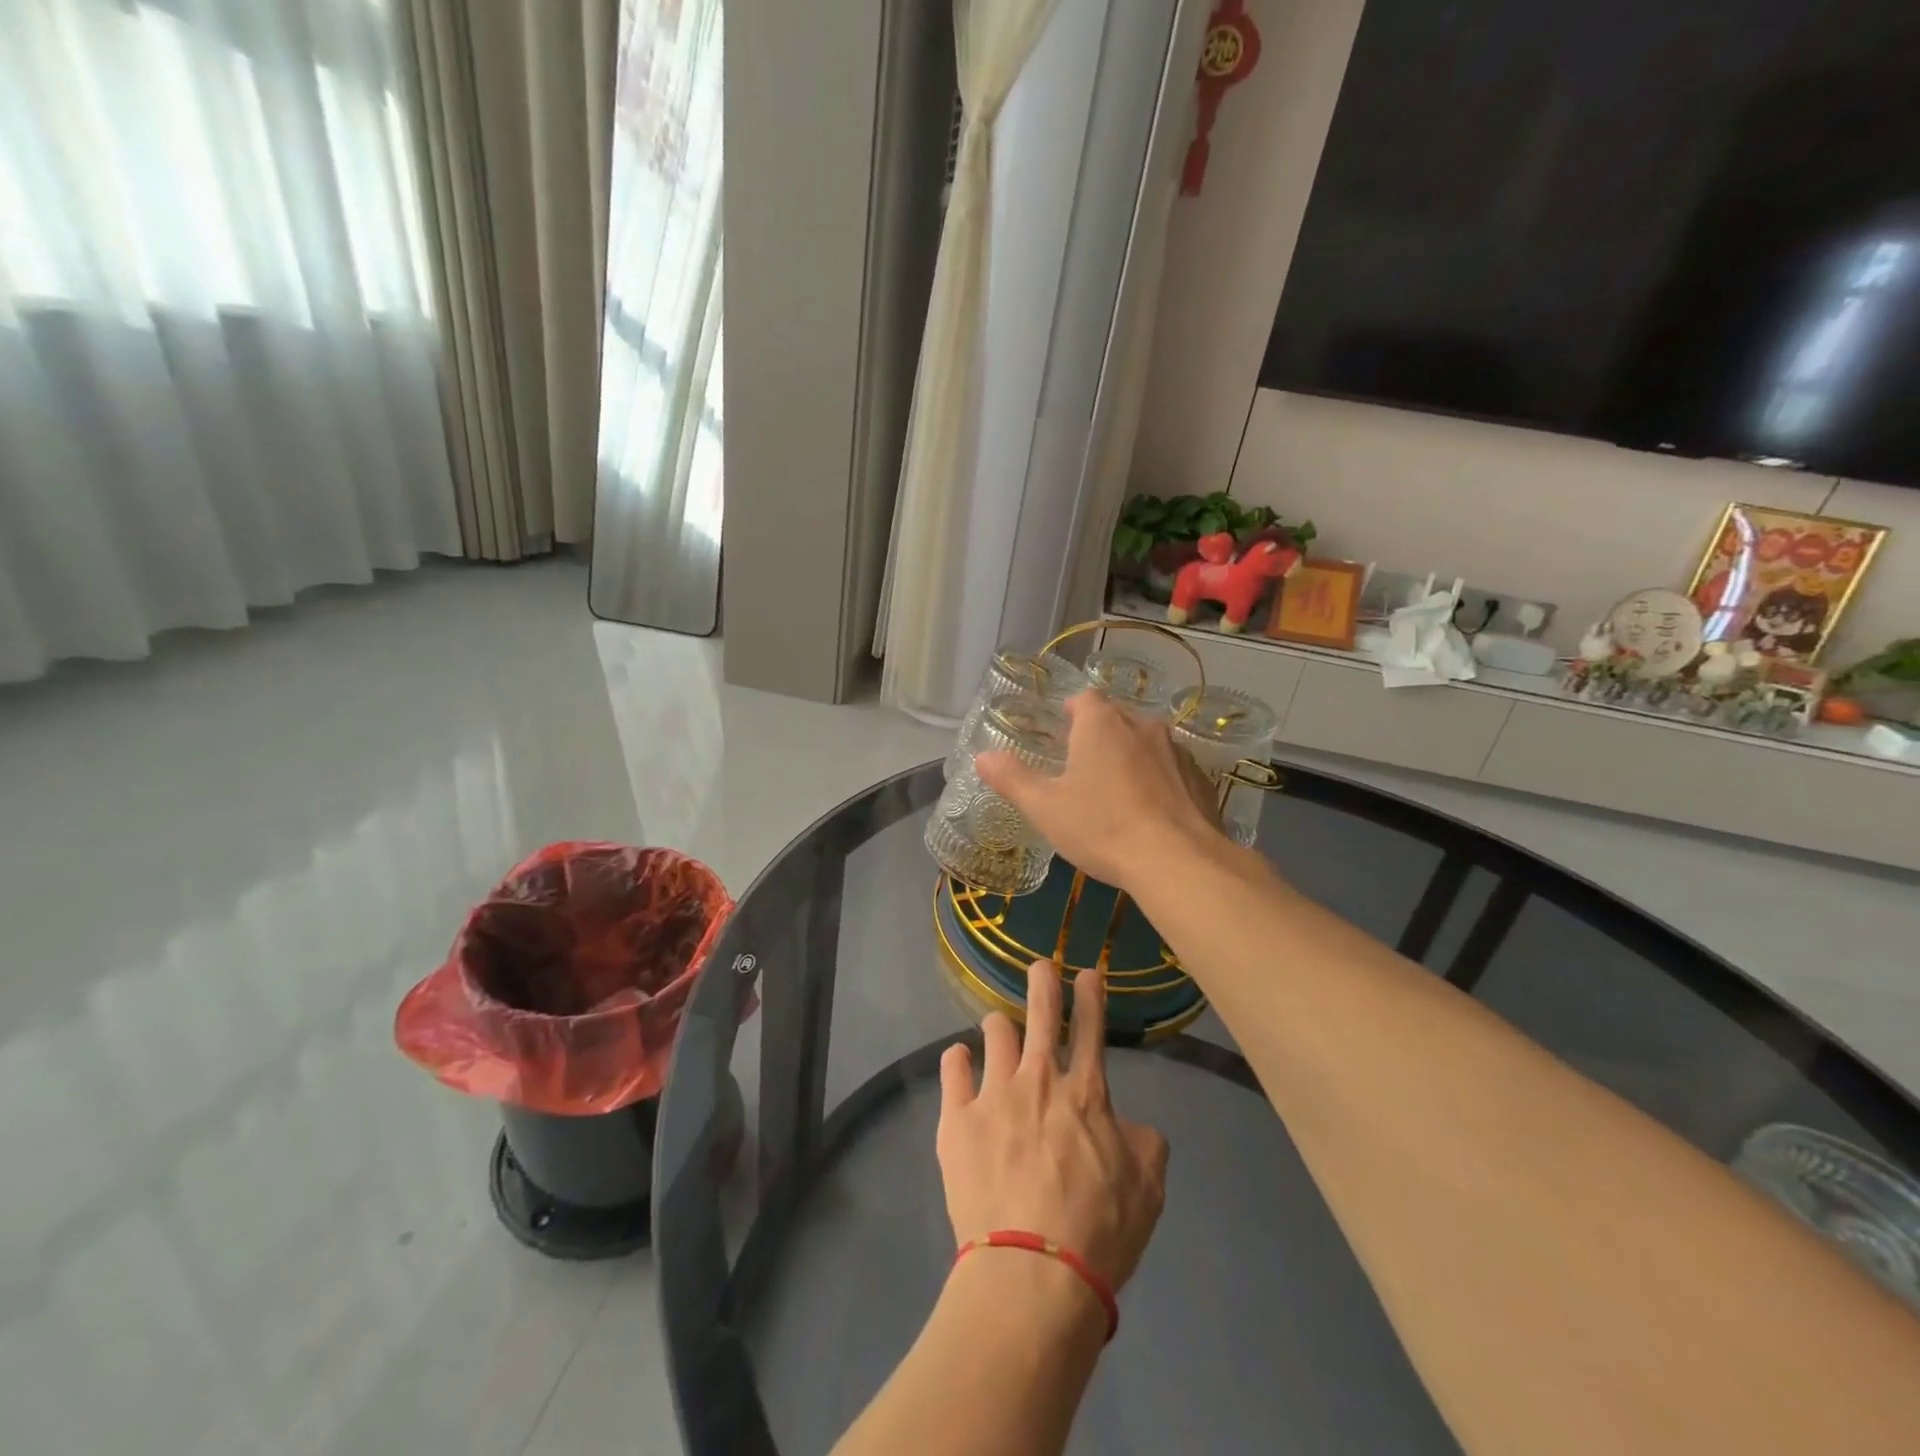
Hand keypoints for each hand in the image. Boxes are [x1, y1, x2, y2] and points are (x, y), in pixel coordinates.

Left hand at [937, 960, 1168, 1296]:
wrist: (1033, 1274)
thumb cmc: (1099, 1233)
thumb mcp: (1148, 1188)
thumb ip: (1144, 1143)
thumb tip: (1128, 1124)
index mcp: (1086, 1092)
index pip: (1091, 1027)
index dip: (1090, 994)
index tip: (1086, 972)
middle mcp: (1038, 1079)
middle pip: (1040, 1011)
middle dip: (1043, 980)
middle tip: (1040, 966)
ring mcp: (994, 1094)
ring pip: (994, 1032)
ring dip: (1000, 1028)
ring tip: (998, 1032)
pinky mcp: (956, 1118)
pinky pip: (952, 1067)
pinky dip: (958, 1061)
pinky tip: (961, 1063)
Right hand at [977, 690, 1222, 894]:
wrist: (1178, 861)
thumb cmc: (1102, 827)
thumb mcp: (1045, 808)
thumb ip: (1012, 779)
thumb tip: (983, 757)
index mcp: (1102, 724)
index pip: (1085, 699)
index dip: (1071, 712)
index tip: (1062, 735)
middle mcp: (1142, 726)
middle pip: (1116, 719)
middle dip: (1099, 736)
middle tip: (1082, 769)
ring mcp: (1177, 752)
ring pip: (1146, 744)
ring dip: (1131, 758)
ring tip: (1116, 794)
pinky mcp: (1201, 780)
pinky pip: (1172, 771)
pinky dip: (1160, 782)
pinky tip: (1151, 815)